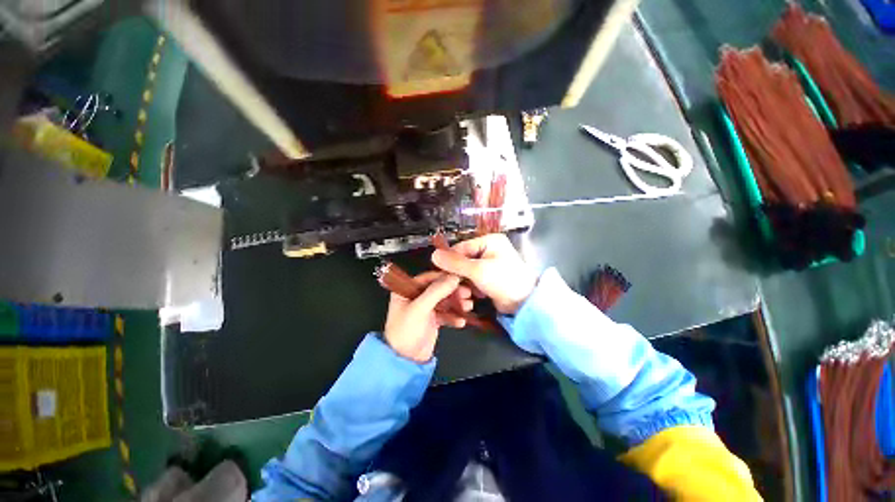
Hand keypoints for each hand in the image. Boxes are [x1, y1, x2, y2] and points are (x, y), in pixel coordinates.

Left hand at [384, 272, 472, 362]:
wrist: (405, 360)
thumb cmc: (407, 330)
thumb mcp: (420, 308)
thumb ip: (437, 291)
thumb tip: (454, 277)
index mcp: (407, 290)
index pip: (428, 278)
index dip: (445, 277)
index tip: (460, 278)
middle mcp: (416, 297)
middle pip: (438, 289)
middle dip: (453, 292)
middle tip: (467, 293)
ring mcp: (425, 309)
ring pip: (444, 301)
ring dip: (456, 304)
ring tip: (468, 306)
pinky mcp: (432, 321)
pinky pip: (445, 314)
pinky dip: (453, 317)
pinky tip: (461, 321)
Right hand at [431, 234, 536, 314]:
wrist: (524, 303)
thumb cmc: (504, 281)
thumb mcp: (478, 270)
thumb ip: (455, 263)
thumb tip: (433, 254)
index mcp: (489, 241)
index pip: (461, 248)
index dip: (450, 261)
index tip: (441, 275)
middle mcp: (488, 250)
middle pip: (463, 261)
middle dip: (458, 277)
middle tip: (455, 289)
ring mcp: (489, 264)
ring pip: (466, 272)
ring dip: (464, 285)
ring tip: (466, 296)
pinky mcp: (489, 277)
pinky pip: (473, 280)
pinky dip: (471, 288)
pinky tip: (473, 297)